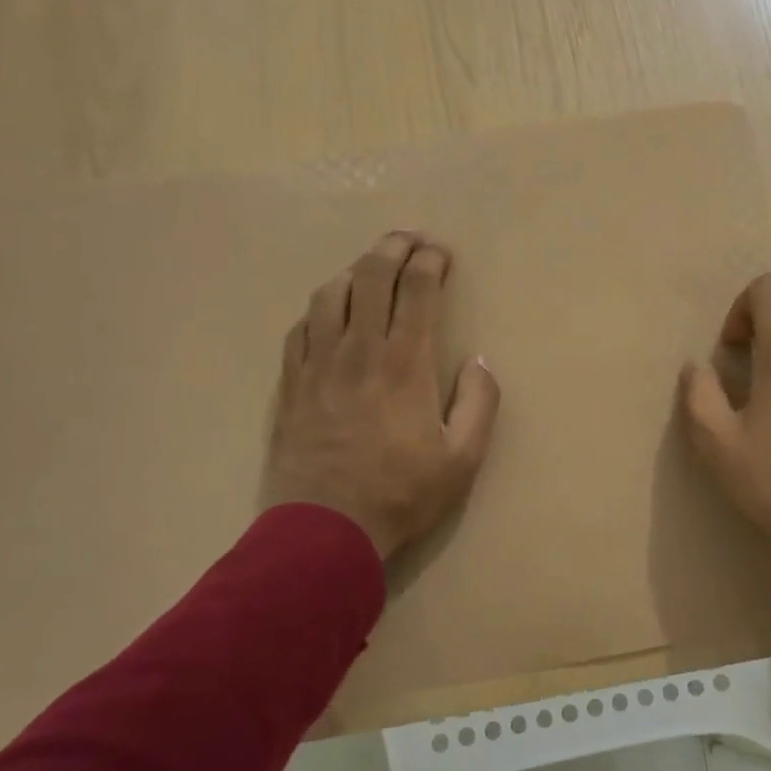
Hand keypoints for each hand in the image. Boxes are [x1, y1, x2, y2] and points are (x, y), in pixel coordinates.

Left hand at [264, 232, 499, 559]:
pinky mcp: (290, 383)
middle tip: (410, 239)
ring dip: (355, 271)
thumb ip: (480, 404)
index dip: (430, 261)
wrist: (324, 531)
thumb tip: (480, 361)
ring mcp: (318, 364)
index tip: (441, 252)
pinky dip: (320, 308)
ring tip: (371, 269)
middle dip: (393, 247)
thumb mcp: (462, 460)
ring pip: (330, 294)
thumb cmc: (400, 495)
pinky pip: (301, 328)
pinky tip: (330, 312)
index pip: (417, 290)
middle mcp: (358, 351)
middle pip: (371, 277)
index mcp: (404, 364)